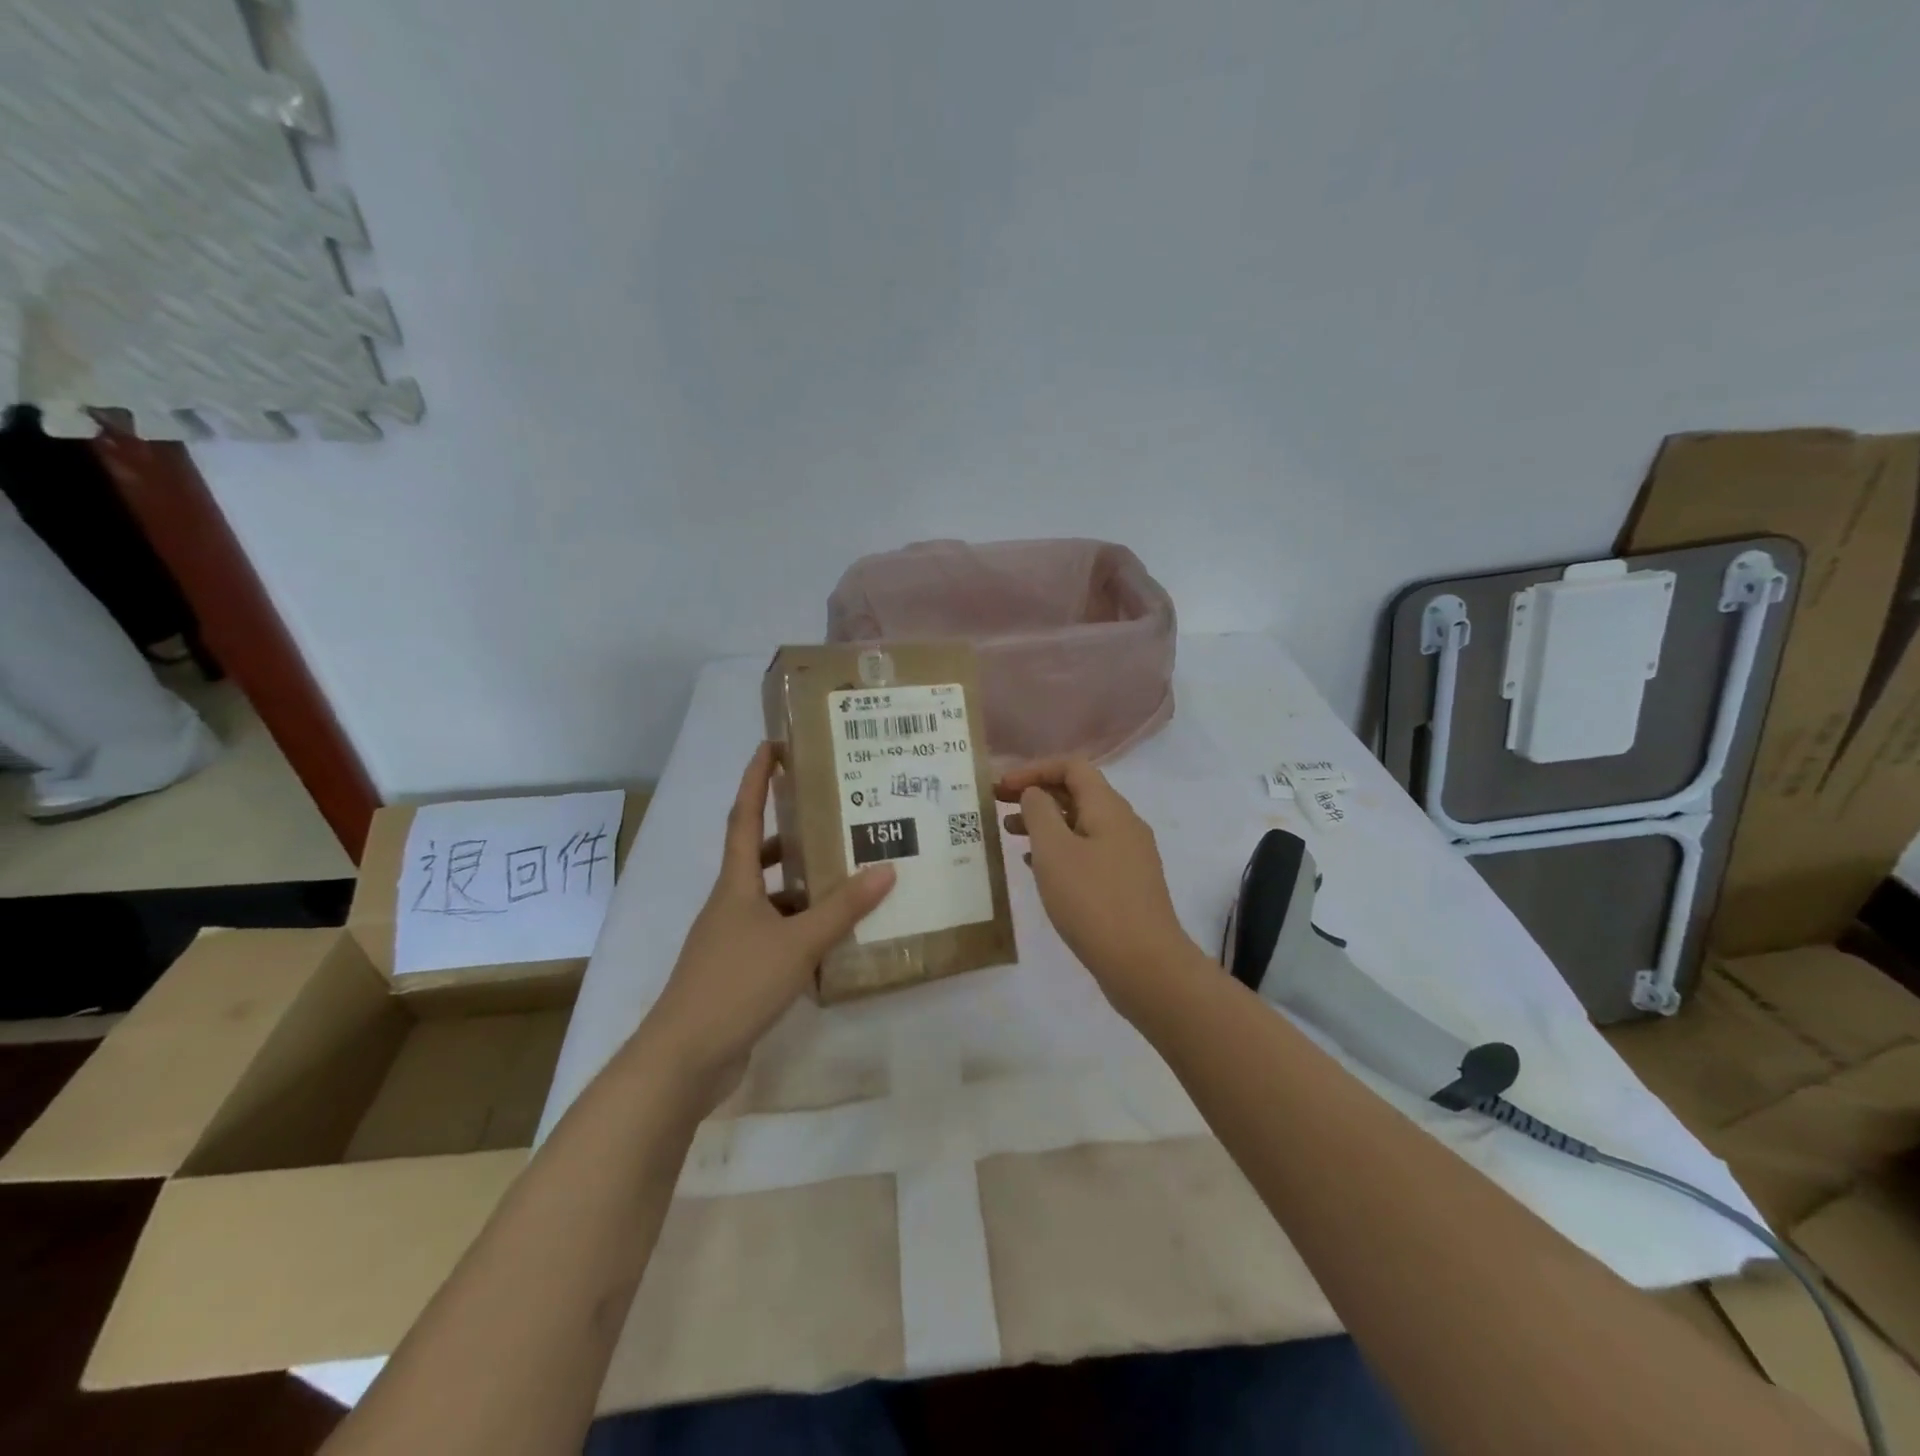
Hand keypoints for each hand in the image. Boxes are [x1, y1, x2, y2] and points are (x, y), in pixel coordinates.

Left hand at [641, 743, 894, 1107]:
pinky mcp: (737, 973)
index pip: (743, 818)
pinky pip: (775, 936)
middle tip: (831, 820)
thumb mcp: (797, 942)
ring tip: (846, 879)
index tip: (771, 748)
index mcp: (735, 885)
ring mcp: (730, 941)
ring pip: (770, 901)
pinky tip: (832, 940)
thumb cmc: (735, 985)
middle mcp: (729, 905)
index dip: (755, 781)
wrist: (684, 1059)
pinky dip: (801, 930)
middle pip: (757, 858)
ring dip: (801, 888)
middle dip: (788, 836)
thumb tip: (886, 869)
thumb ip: (842, 909)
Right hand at [997, 757, 1197, 1019]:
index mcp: (1109, 808)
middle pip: (1077, 793)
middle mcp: (1124, 824)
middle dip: (1036, 794)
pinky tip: (1036, 867)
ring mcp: (1128, 855)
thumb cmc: (1092, 901)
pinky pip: (1088, 852)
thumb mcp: (1054, 851)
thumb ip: (1039, 813)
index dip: (1033, 769)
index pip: (1072, 767)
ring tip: (1009, 835)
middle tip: (998, 806)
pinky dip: (1060, 850)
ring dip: (1045, 823)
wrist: (1145, 964)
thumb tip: (1035, 794)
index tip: (1001, 788)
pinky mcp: (1126, 884)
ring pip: (1081, 824)